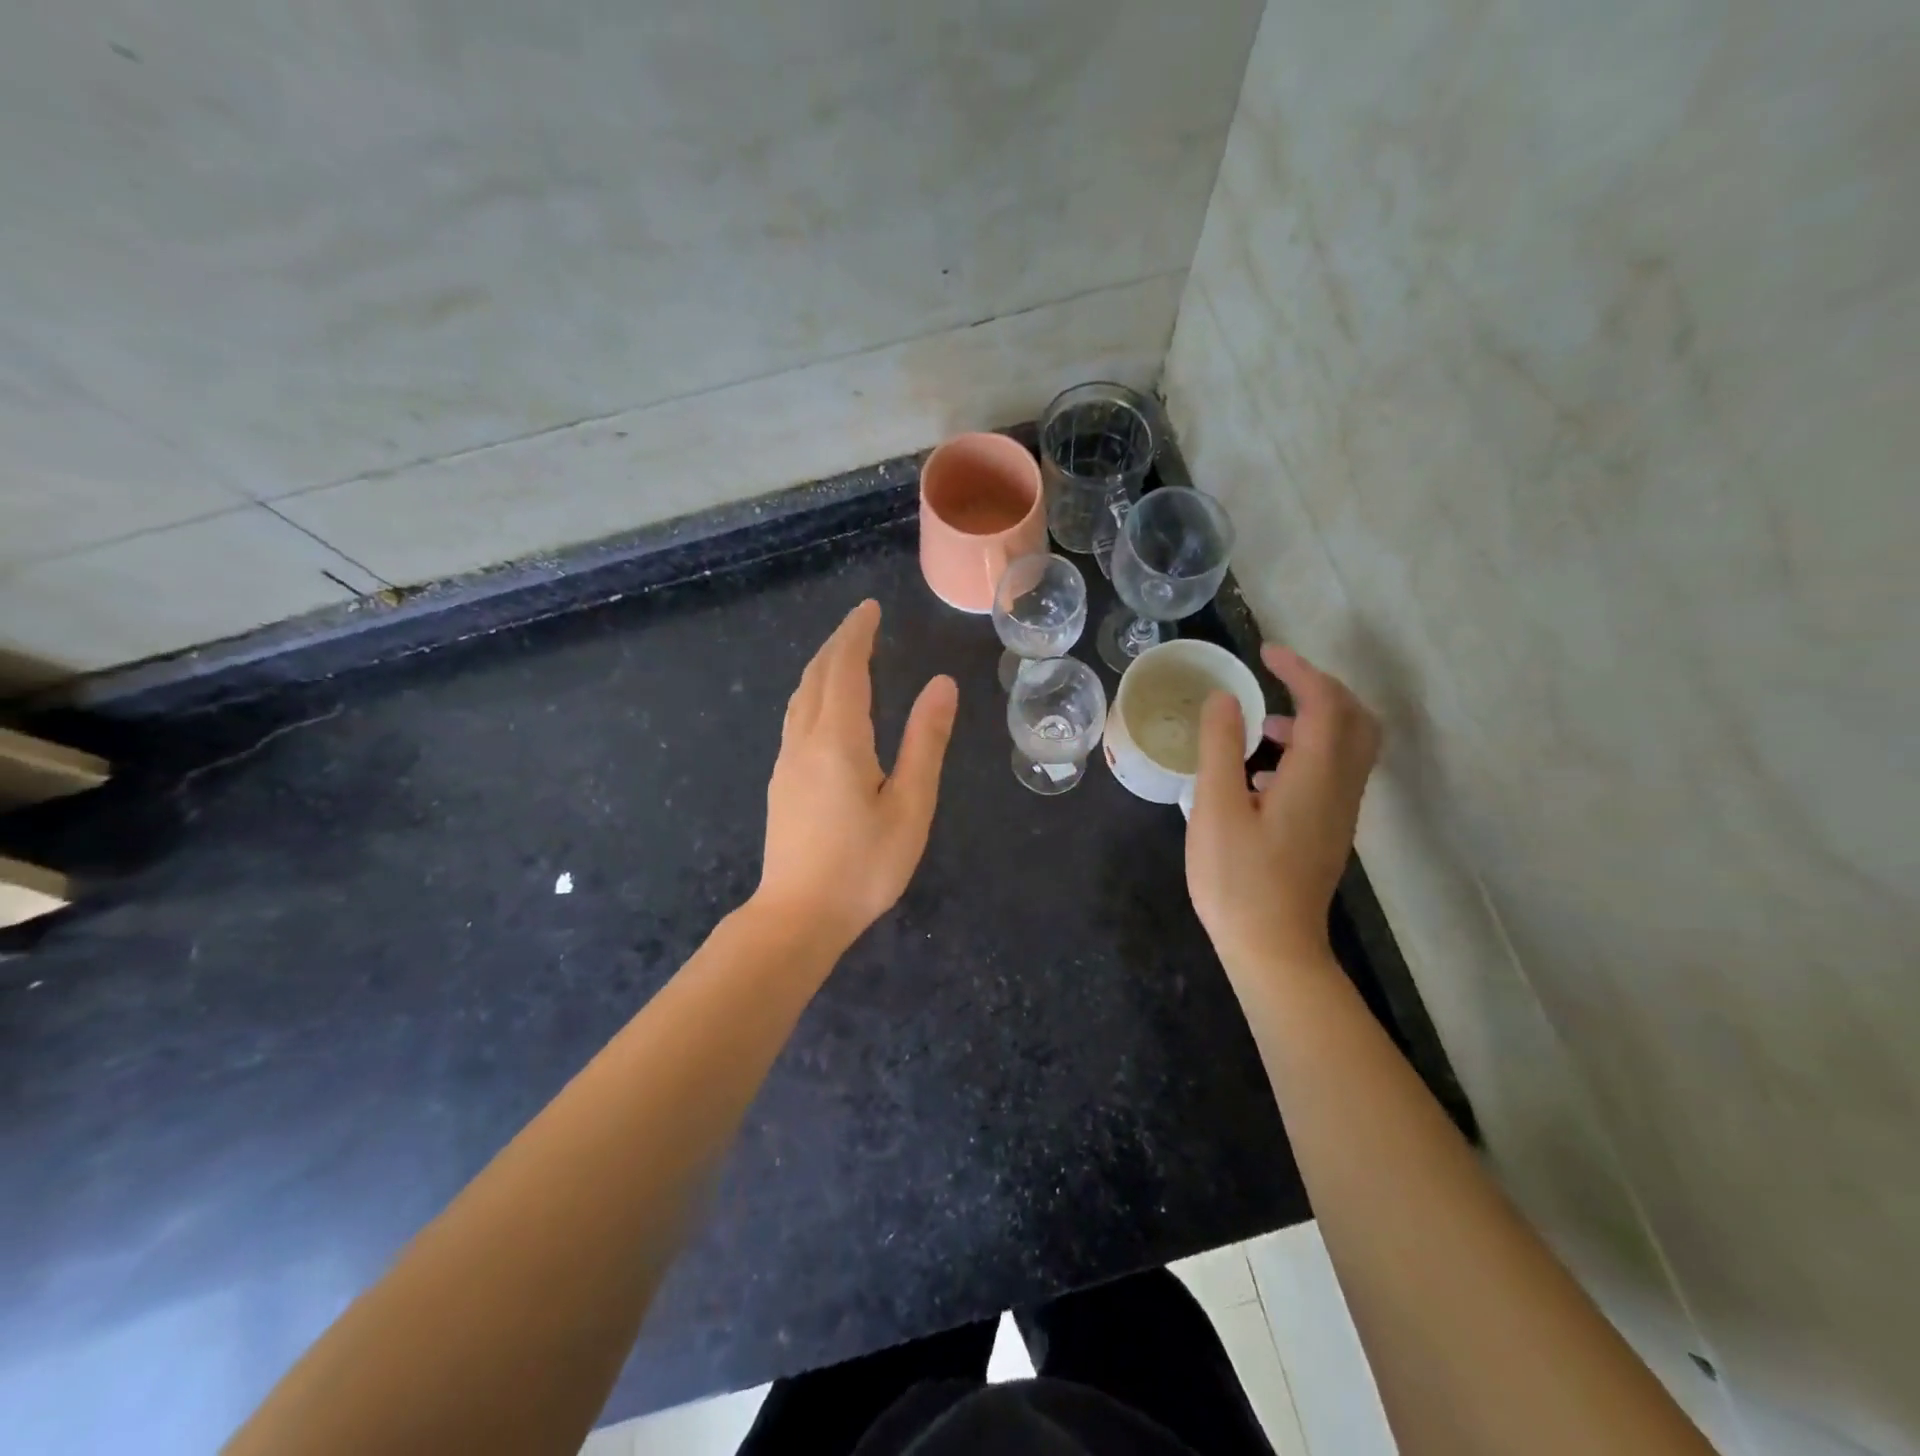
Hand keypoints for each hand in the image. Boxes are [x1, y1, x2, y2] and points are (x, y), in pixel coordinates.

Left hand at [755, 599, 958, 949]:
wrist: (799, 916)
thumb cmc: (864, 865)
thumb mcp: (910, 805)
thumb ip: (924, 742)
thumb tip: (942, 685)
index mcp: (838, 739)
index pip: (845, 668)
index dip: (857, 634)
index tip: (870, 609)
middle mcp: (805, 740)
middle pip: (817, 676)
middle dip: (839, 643)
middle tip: (862, 622)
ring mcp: (786, 761)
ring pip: (800, 697)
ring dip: (822, 667)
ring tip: (845, 654)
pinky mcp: (781, 782)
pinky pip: (795, 718)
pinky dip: (813, 693)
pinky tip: (825, 706)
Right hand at [1186, 645, 1381, 972]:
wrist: (1273, 948)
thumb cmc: (1237, 879)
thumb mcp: (1215, 808)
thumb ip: (1220, 747)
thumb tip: (1224, 698)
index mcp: (1314, 776)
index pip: (1324, 704)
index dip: (1299, 671)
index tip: (1265, 653)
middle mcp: (1340, 788)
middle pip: (1355, 720)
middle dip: (1321, 688)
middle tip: (1278, 679)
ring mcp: (1340, 812)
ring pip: (1350, 747)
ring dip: (1315, 720)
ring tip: (1260, 725)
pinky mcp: (1330, 831)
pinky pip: (1335, 772)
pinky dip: (1310, 750)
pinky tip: (1263, 773)